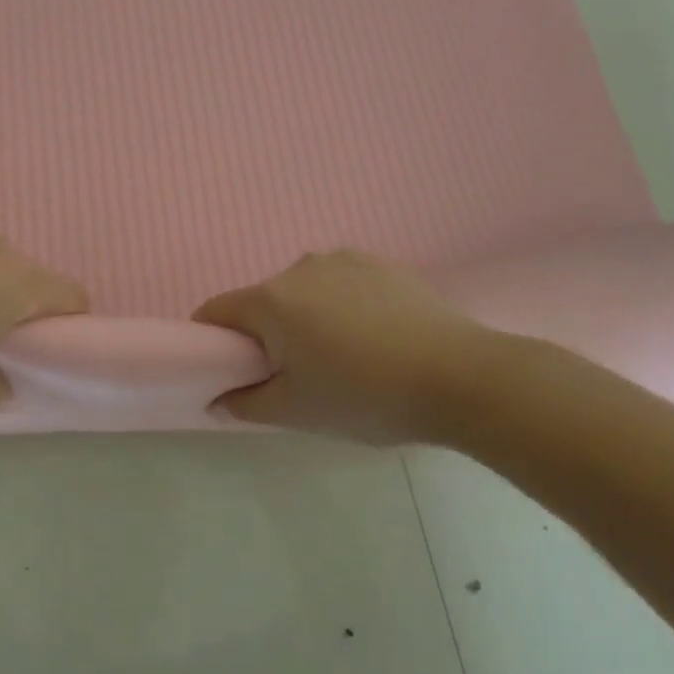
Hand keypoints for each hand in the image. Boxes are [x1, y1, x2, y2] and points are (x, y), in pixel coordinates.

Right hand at [194, 251, 497, 444]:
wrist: (461, 376)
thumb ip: (244, 404)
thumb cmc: (365, 395)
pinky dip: (342, 307)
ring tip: (345, 358)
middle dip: (266, 335)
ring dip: (306, 318)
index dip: (212, 342)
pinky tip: (375, 339)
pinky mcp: (380, 263)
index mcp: (270, 300)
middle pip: (262, 302)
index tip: (232, 372)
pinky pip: (340, 284)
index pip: (215, 312)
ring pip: (303, 292)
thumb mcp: (296, 412)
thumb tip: (219, 398)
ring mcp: (343, 260)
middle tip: (296, 377)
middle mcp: (299, 267)